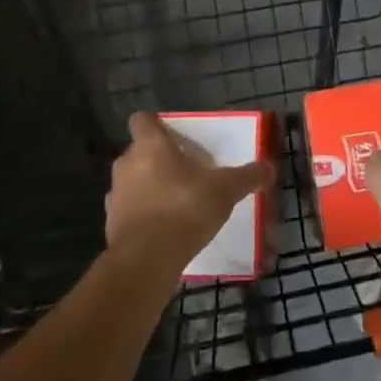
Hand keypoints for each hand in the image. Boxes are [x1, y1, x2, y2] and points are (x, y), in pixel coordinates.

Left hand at [106, 114, 272, 283]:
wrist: (146, 261)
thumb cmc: (184, 209)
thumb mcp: (225, 190)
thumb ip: (247, 176)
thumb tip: (269, 167)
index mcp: (150, 145)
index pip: (142, 119)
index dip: (155, 123)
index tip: (171, 134)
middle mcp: (127, 164)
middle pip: (138, 151)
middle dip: (157, 158)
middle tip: (183, 171)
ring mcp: (115, 195)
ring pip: (132, 181)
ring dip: (148, 187)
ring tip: (175, 202)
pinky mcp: (111, 224)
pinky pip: (129, 210)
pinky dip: (143, 215)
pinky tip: (164, 229)